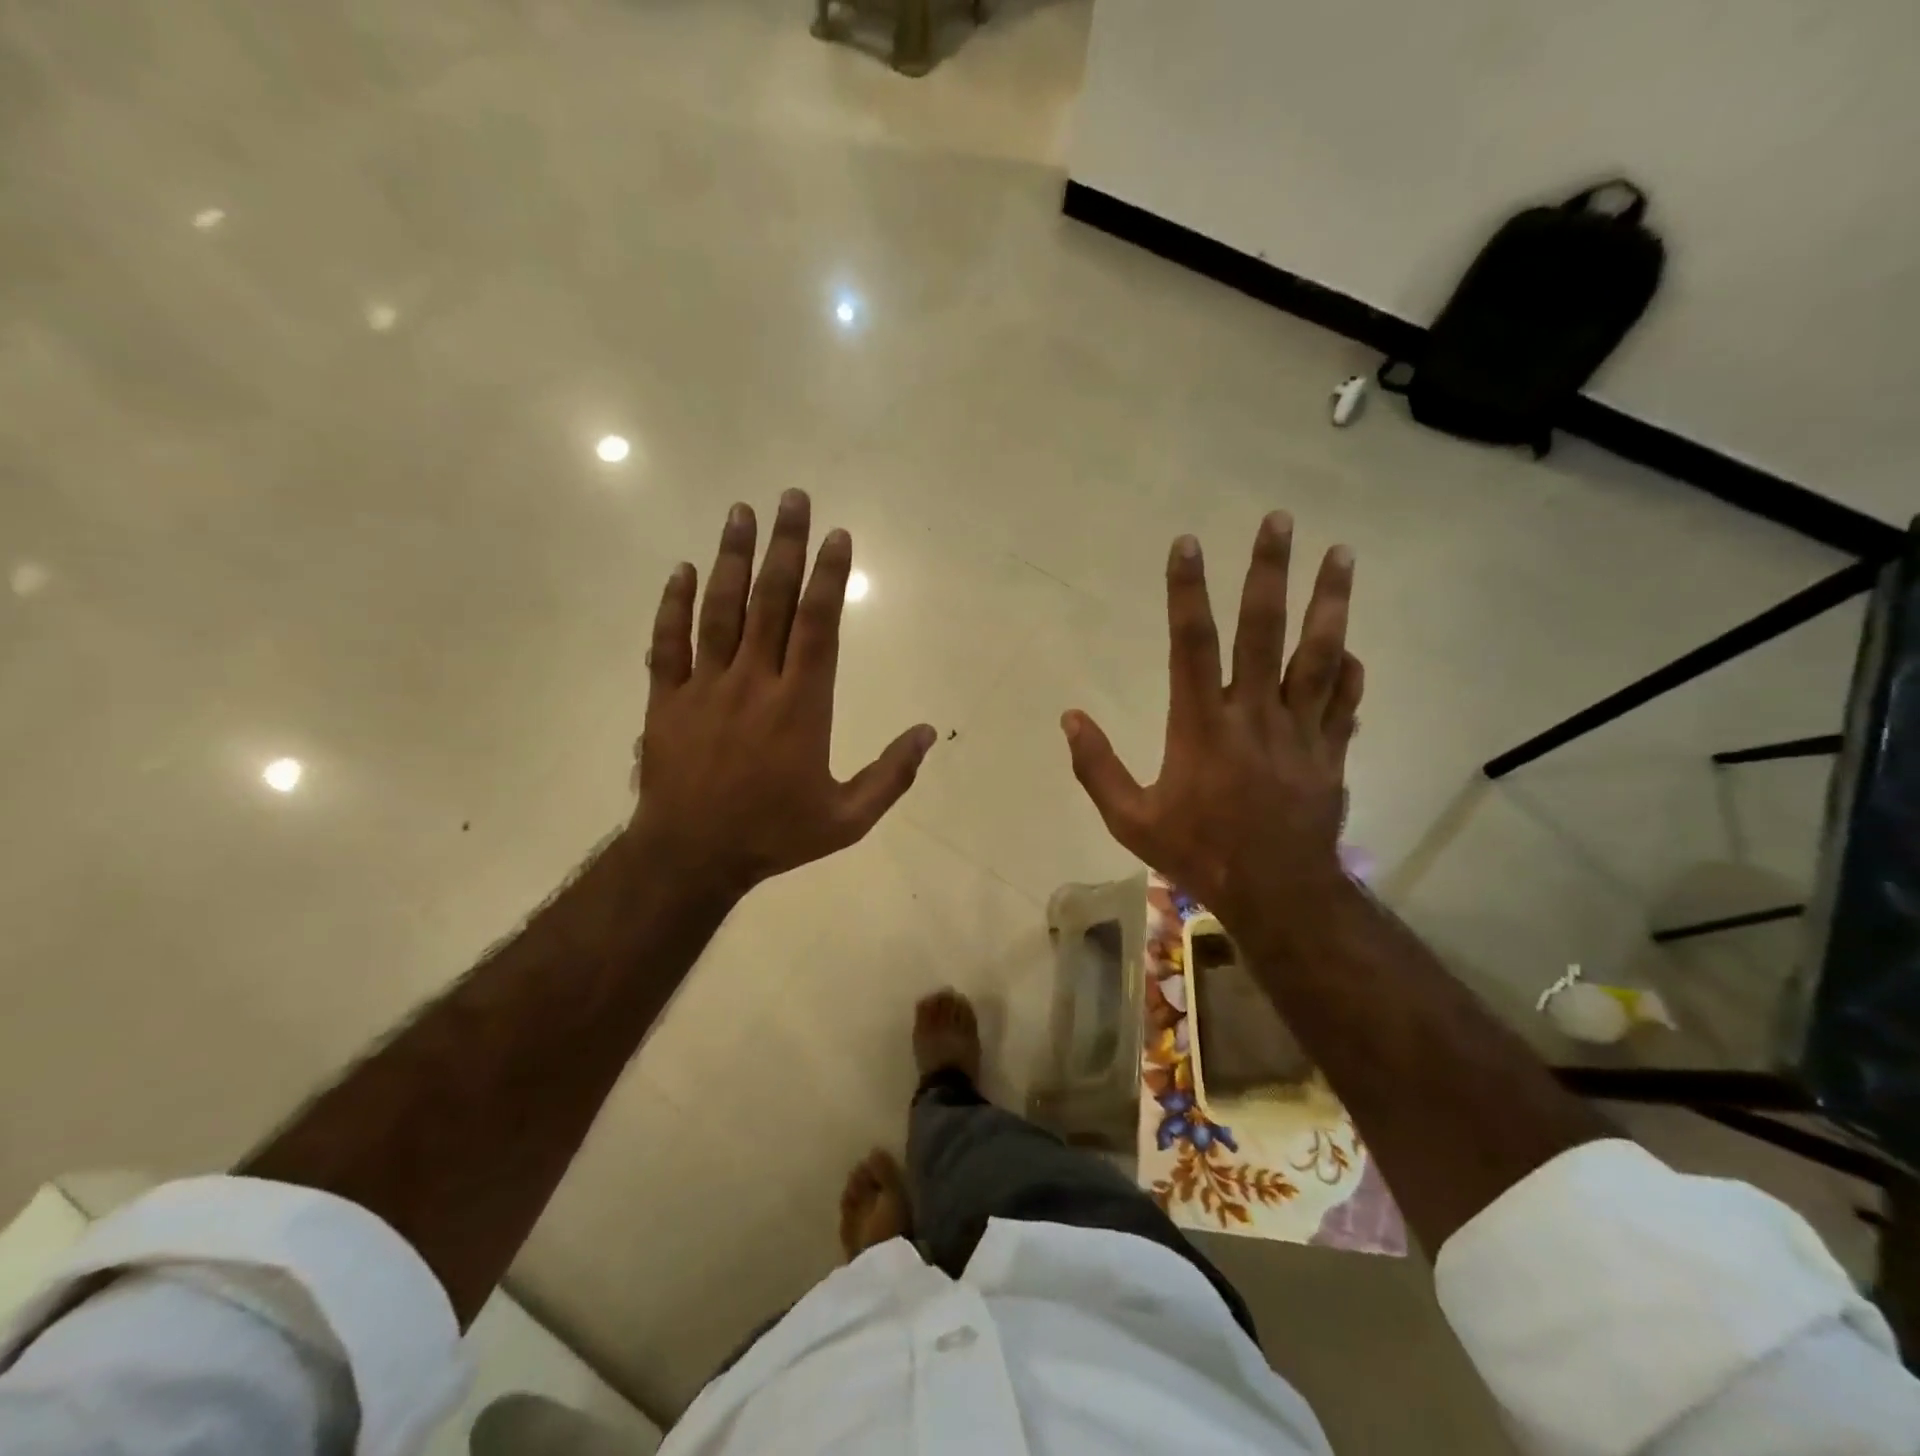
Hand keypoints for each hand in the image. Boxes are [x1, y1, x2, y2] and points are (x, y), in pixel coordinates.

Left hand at [629, 490, 935, 901]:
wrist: (692, 857)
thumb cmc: (774, 835)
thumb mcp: (847, 820)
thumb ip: (891, 775)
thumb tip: (927, 733)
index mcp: (801, 705)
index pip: (818, 626)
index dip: (829, 577)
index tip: (836, 536)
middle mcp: (755, 682)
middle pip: (772, 602)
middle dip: (786, 547)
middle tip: (792, 498)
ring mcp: (706, 686)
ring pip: (720, 610)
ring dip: (731, 559)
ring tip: (740, 513)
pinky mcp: (667, 699)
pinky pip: (668, 642)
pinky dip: (672, 604)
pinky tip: (681, 570)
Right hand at [1061, 513, 1362, 935]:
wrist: (1276, 894)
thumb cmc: (1198, 853)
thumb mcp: (1130, 820)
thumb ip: (1097, 767)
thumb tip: (1070, 718)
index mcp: (1201, 725)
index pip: (1191, 643)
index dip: (1187, 591)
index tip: (1187, 544)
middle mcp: (1254, 714)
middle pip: (1264, 631)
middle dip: (1269, 572)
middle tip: (1280, 520)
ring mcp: (1300, 731)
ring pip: (1319, 655)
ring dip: (1329, 602)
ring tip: (1342, 554)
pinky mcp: (1330, 752)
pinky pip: (1345, 702)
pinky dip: (1349, 672)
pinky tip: (1352, 648)